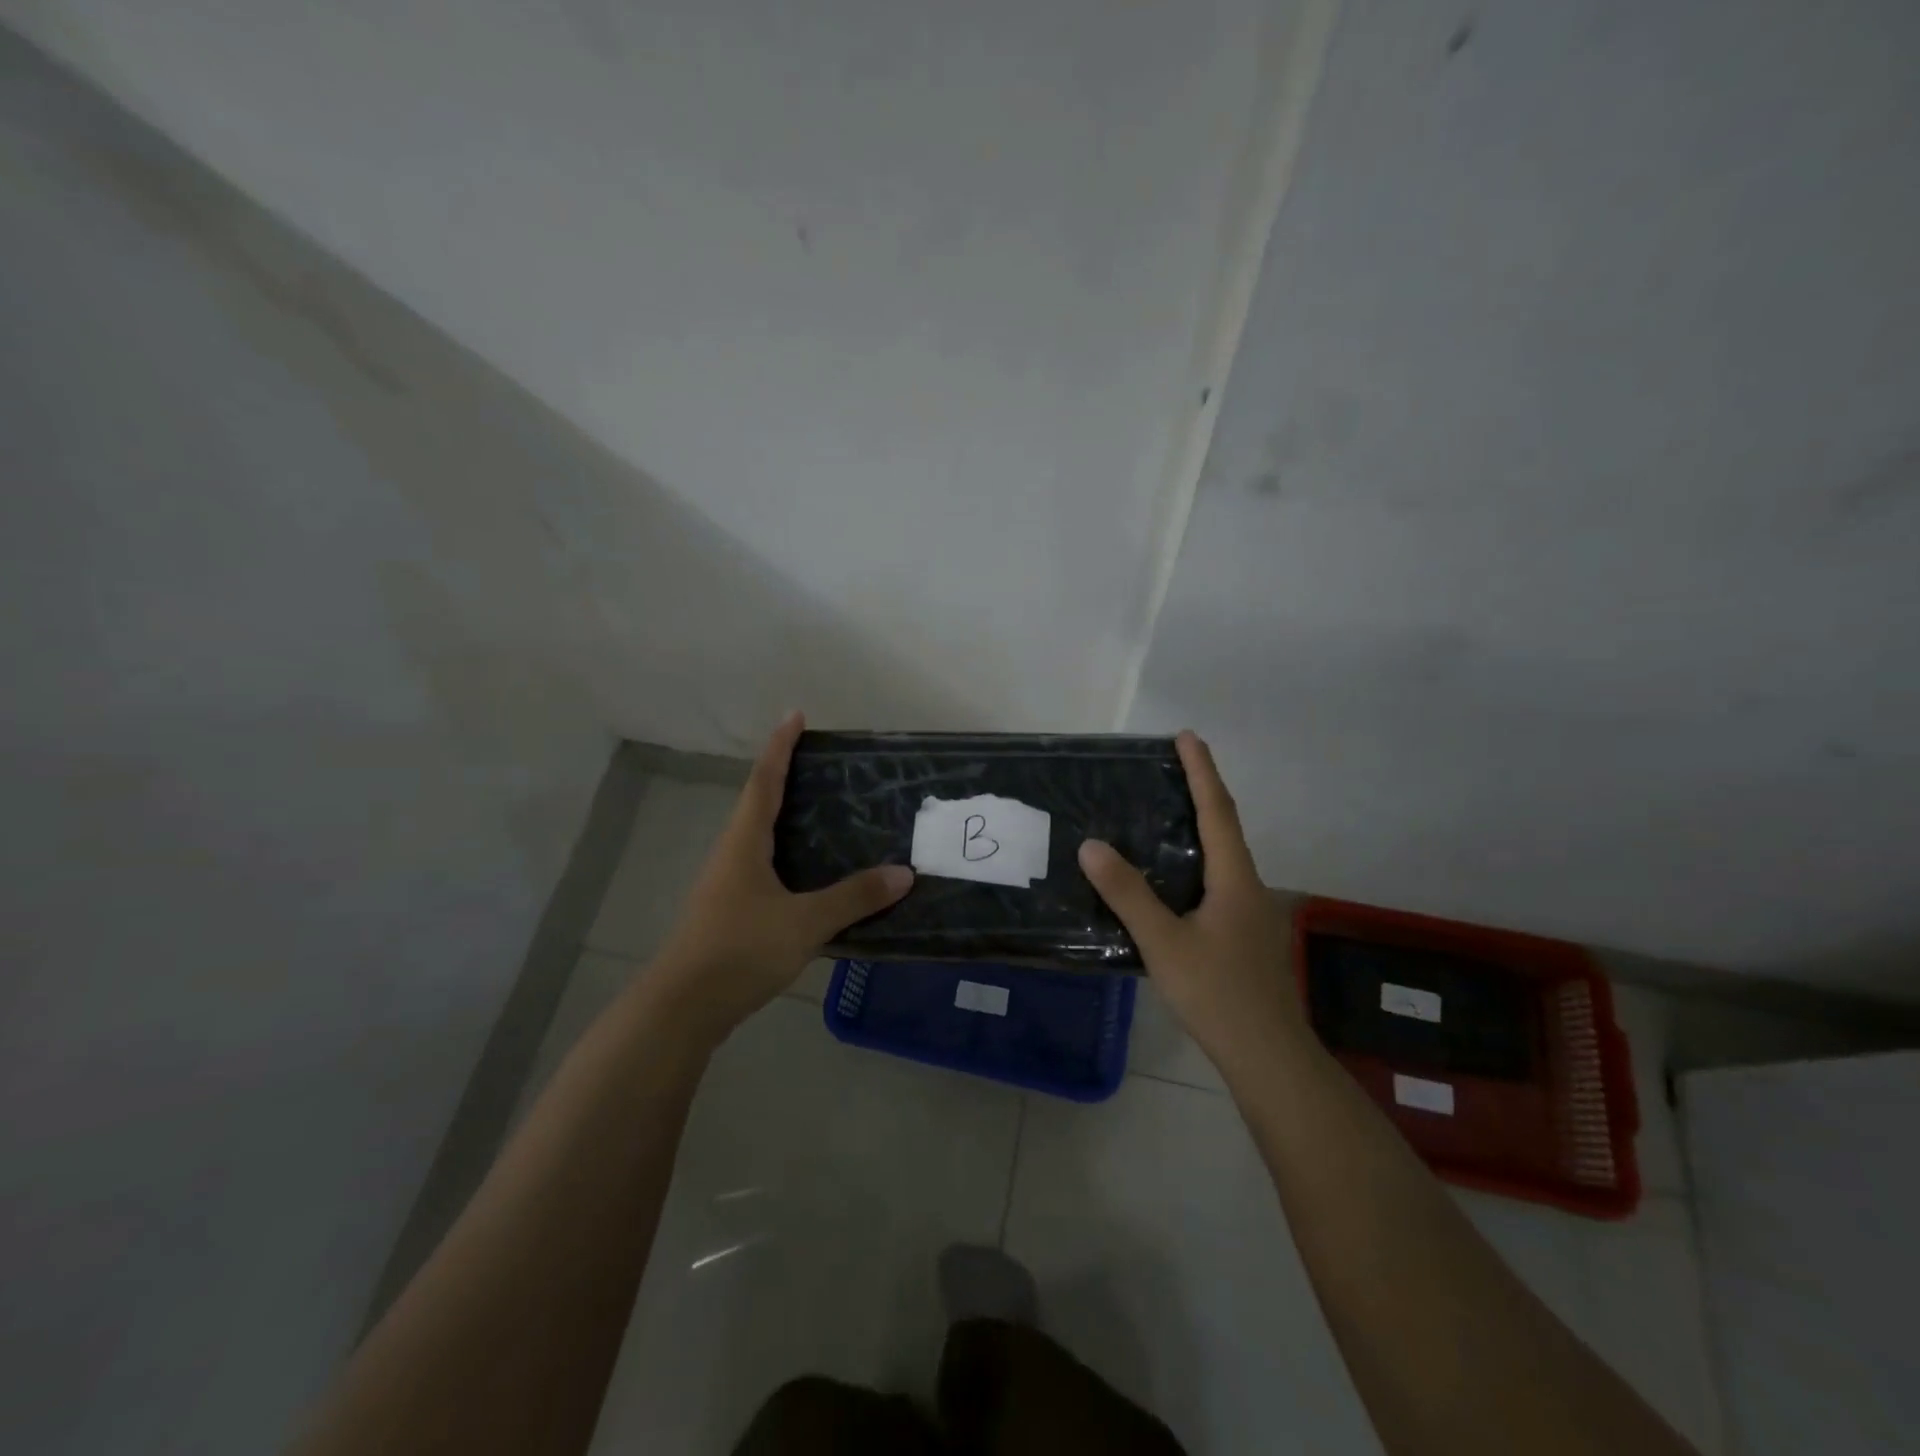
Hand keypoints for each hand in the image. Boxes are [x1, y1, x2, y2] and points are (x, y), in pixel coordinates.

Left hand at [650, 712, 913, 1044]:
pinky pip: (763, 867)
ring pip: (759, 838)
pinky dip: (787, 855)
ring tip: (824, 813)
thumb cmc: (740, 950)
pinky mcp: (729, 912)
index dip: (780, 746)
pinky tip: (810, 874)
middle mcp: (731, 854)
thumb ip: (854, 897)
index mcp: (744, 842)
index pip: (764, 780)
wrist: (682, 1008)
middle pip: (758, 803)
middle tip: (823, 765)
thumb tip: (903, 873)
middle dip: (785, 777)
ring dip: (785, 817)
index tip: (795, 715)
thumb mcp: (805, 922)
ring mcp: (726, 884)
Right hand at [1078, 731, 1301, 1072]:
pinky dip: (1197, 860)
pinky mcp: (1244, 935)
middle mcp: (1248, 886)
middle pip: (1226, 826)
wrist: (1267, 1055)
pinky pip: (1219, 880)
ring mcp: (1251, 912)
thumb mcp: (1164, 942)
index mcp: (1235, 878)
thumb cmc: (1217, 994)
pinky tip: (1174, 878)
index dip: (1202, 771)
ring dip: (1201, 825)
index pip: (1217, 810)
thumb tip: (1091, 845)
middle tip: (1172, 766)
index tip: (1187, 736)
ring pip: (1224, 856)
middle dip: (1202, 791)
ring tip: (1167, 811)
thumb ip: (1128, 894)